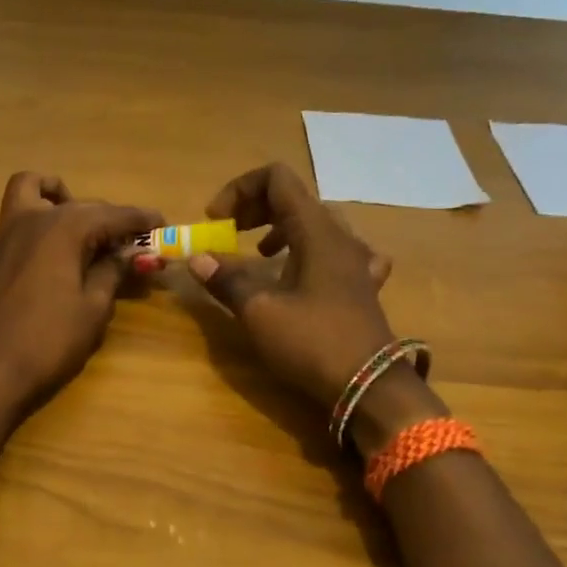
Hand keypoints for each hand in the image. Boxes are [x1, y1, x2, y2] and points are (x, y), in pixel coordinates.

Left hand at [0, 173, 161, 412]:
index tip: (162, 225)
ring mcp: (2, 235)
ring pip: (23, 190)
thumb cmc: (50, 341)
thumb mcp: (94, 308)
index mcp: (66, 229)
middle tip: (130, 242)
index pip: (112, 215)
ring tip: (67, 208)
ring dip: (48, 190)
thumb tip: (130, 253)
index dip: (140, 220)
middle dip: (108, 217)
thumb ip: (112, 272)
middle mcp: (33, 219)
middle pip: (77, 205)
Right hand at [188, 163, 402, 409]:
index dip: (239, 189)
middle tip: (229, 232)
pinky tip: (305, 274)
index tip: (216, 221)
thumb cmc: (312, 342)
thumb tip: (198, 259)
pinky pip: (338, 252)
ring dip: (281, 228)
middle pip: (295, 197)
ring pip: (316, 223)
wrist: (369, 386)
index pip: (277, 179)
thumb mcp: (259, 312)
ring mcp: (356, 260)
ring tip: (259, 253)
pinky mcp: (362, 285)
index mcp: (315, 230)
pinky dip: (312, 252)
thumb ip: (227, 280)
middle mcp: (340, 236)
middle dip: (255, 207)